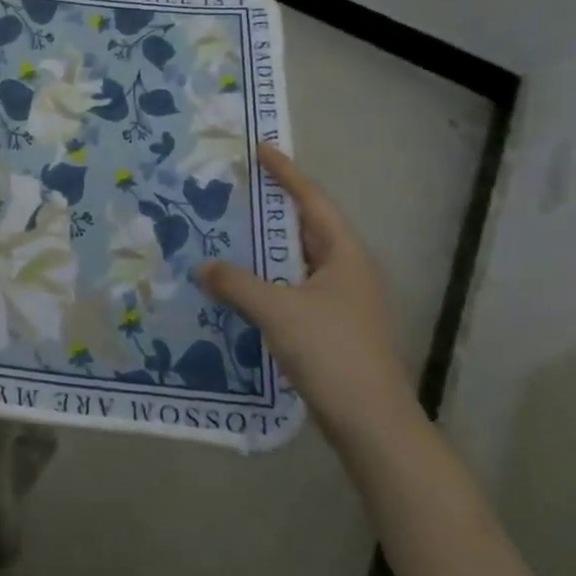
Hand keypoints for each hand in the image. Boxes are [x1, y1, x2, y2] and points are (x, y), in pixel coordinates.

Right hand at [200, 144, 415, 446]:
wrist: (374, 427)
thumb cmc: (332, 354)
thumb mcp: (278, 311)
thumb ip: (237, 283)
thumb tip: (201, 266)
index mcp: (345, 253)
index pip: (311, 199)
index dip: (285, 172)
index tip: (259, 148)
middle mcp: (348, 269)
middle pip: (305, 226)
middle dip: (270, 207)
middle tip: (233, 188)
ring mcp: (342, 300)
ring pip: (297, 259)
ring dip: (265, 246)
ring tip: (227, 230)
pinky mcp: (333, 326)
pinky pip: (294, 287)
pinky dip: (268, 278)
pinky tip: (240, 284)